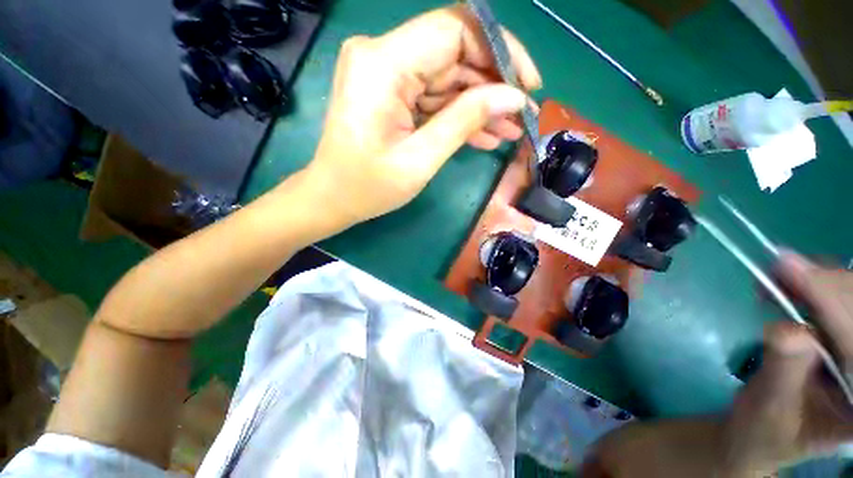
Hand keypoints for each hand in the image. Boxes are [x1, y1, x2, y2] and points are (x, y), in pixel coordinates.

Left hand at [300, 5, 541, 226]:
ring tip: (509, 130)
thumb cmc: (368, 187)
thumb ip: (464, 121)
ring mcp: (385, 74)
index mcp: (383, 65)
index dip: (499, 50)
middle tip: (520, 115)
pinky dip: (458, 114)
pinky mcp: (390, 93)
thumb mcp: (420, 160)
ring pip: (447, 78)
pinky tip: (484, 135)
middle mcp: (382, 56)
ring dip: (479, 104)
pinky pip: (433, 96)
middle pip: (453, 53)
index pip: (455, 30)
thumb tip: (512, 97)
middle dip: (492, 85)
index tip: (527, 84)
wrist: (333, 198)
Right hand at [720, 252, 852, 474]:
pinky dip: (813, 287)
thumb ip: (784, 371)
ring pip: (851, 302)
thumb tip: (787, 329)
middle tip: (782, 265)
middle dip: (829, 287)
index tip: (794, 269)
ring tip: (779, 274)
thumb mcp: (771, 408)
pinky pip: (838, 302)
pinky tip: (789, 285)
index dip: (835, 305)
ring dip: (820, 282)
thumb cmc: (764, 431)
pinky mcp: (842, 340)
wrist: (760, 431)